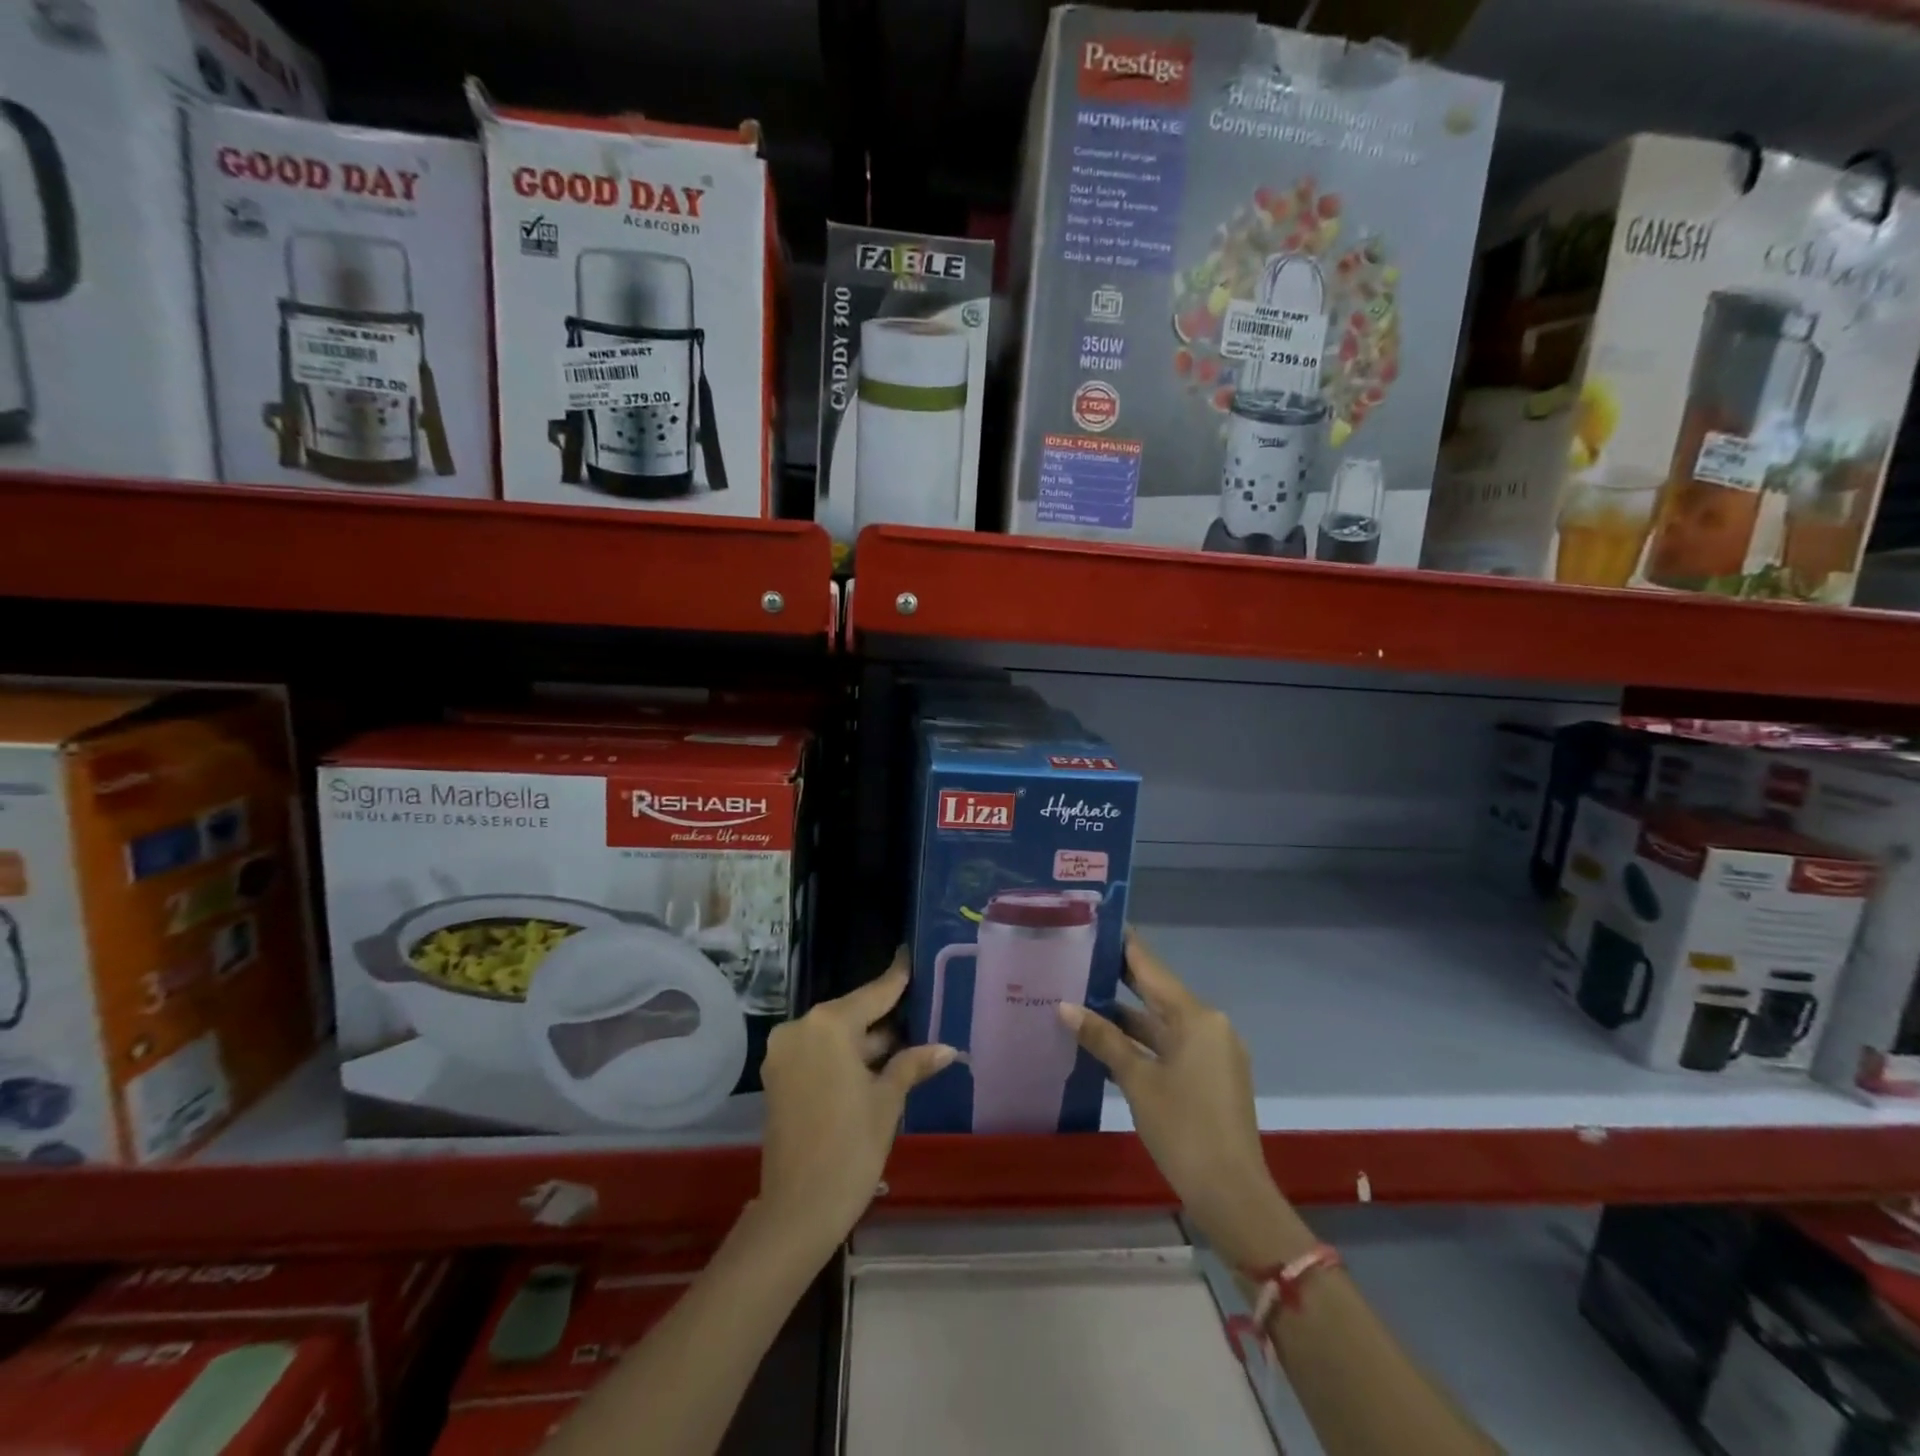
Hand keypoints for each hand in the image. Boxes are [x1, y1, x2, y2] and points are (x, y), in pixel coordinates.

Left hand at [758, 950, 954, 1253]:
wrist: (798, 1209)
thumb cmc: (851, 1148)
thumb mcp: (887, 1101)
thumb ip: (912, 1064)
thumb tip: (946, 1048)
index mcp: (829, 1024)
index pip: (873, 993)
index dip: (896, 978)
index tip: (909, 954)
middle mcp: (801, 1028)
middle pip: (851, 1013)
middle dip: (882, 1018)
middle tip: (917, 1012)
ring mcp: (784, 1052)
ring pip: (833, 1034)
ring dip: (863, 1041)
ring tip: (903, 1042)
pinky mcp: (778, 1076)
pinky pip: (817, 1052)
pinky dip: (842, 1056)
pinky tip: (872, 1065)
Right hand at [1059, 933, 1308, 1269]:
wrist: (1233, 1196)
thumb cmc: (1184, 1130)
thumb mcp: (1138, 1081)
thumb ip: (1103, 1039)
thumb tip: (1065, 1007)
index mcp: (1196, 1017)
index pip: (1151, 967)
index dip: (1123, 945)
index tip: (1096, 923)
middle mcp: (1208, 1024)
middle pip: (1157, 991)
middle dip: (1119, 977)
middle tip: (1079, 955)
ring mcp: (1212, 1051)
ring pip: (1162, 1021)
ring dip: (1126, 1014)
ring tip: (1081, 995)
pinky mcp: (1211, 1076)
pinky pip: (1171, 1044)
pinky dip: (1142, 1040)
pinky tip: (1108, 1039)